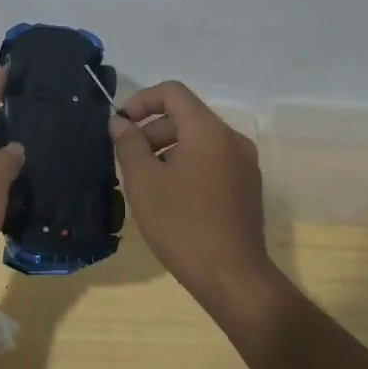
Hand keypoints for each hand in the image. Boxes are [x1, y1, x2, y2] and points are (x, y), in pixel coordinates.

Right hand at [110, 81, 280, 315]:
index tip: (120, 126)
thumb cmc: (182, 224)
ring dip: (168, 150)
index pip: (173, 92)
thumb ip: (129, 144)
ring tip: (146, 182)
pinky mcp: (247, 187)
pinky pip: (213, 161)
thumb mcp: (144, 182)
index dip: (141, 101)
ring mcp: (244, 164)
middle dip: (152, 130)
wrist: (231, 275)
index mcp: (209, 130)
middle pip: (186, 117)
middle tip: (128, 160)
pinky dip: (188, 165)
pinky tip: (171, 198)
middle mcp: (232, 139)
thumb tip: (120, 123)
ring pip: (199, 141)